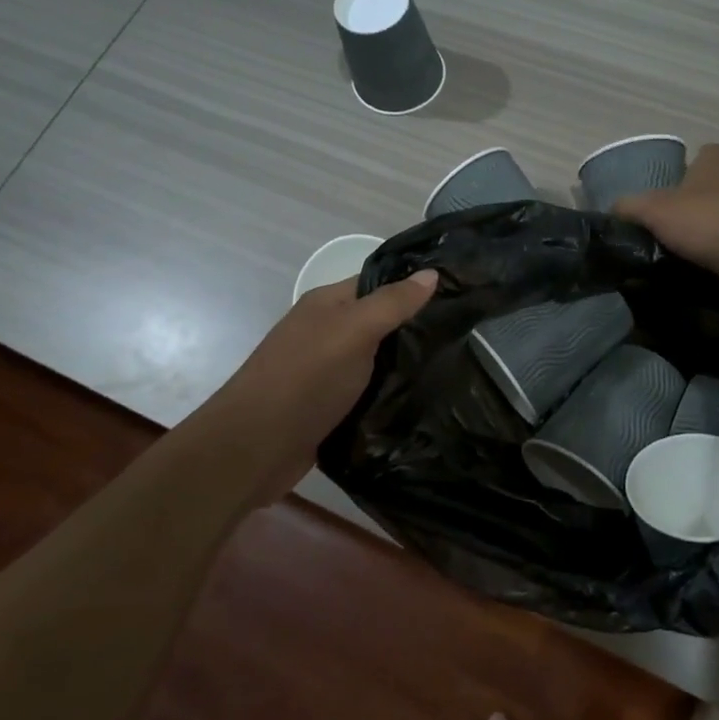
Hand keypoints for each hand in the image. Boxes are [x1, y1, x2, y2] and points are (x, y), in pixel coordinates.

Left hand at [209, 269, 438, 490]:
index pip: (378, 283)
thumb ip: (393, 303)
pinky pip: (366, 393)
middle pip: (377, 323)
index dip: (413, 285)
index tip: (459, 293)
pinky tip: (420, 402)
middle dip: (414, 329)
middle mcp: (324, 332)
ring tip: (452, 369)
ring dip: (403, 366)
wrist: (254, 446)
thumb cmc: (306, 377)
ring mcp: (324, 371)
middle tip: (464, 336)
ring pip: (374, 361)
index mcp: (327, 304)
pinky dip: (388, 396)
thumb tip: (432, 273)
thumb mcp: (355, 330)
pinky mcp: (327, 407)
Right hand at [615, 144, 718, 280]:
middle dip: (698, 195)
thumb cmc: (703, 221)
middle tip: (674, 217)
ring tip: (689, 241)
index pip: (705, 151)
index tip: (673, 185)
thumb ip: (630, 206)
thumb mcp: (653, 211)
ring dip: (713, 220)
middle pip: (716, 180)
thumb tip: (613, 207)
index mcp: (715, 162)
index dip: (689, 165)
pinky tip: (709, 257)